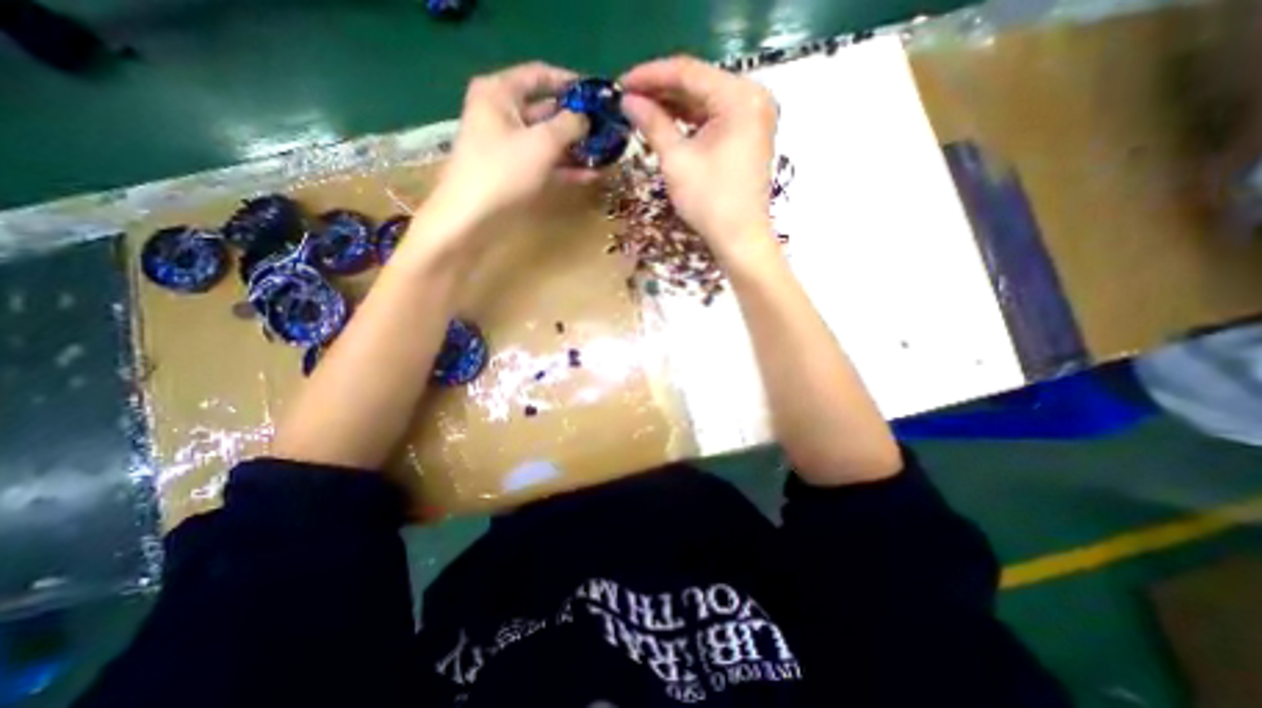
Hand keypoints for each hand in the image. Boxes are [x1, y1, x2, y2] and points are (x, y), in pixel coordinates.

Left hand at [418, 61, 589, 251]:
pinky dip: (566, 168)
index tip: (598, 95)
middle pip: (546, 110)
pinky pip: (545, 164)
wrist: (472, 219)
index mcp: (499, 93)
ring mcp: (509, 147)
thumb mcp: (541, 142)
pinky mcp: (516, 173)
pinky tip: (592, 174)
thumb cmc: (503, 171)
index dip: (570, 83)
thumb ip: (569, 125)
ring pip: (548, 141)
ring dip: (576, 148)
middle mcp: (503, 115)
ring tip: (606, 153)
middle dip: (577, 121)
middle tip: (607, 129)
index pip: (540, 75)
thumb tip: (587, 118)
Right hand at [621, 55, 779, 259]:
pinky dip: (690, 121)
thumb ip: (653, 123)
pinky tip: (666, 123)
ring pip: (706, 101)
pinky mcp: (749, 135)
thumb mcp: (676, 160)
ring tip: (641, 110)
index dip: (650, 75)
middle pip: (698, 84)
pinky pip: (715, 118)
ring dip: (674, 105)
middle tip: (628, 98)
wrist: (740, 238)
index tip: (620, 83)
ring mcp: (753, 116)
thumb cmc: (709, 201)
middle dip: (661, 90)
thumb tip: (628, 101)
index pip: (688, 72)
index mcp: (739, 97)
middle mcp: (752, 97)